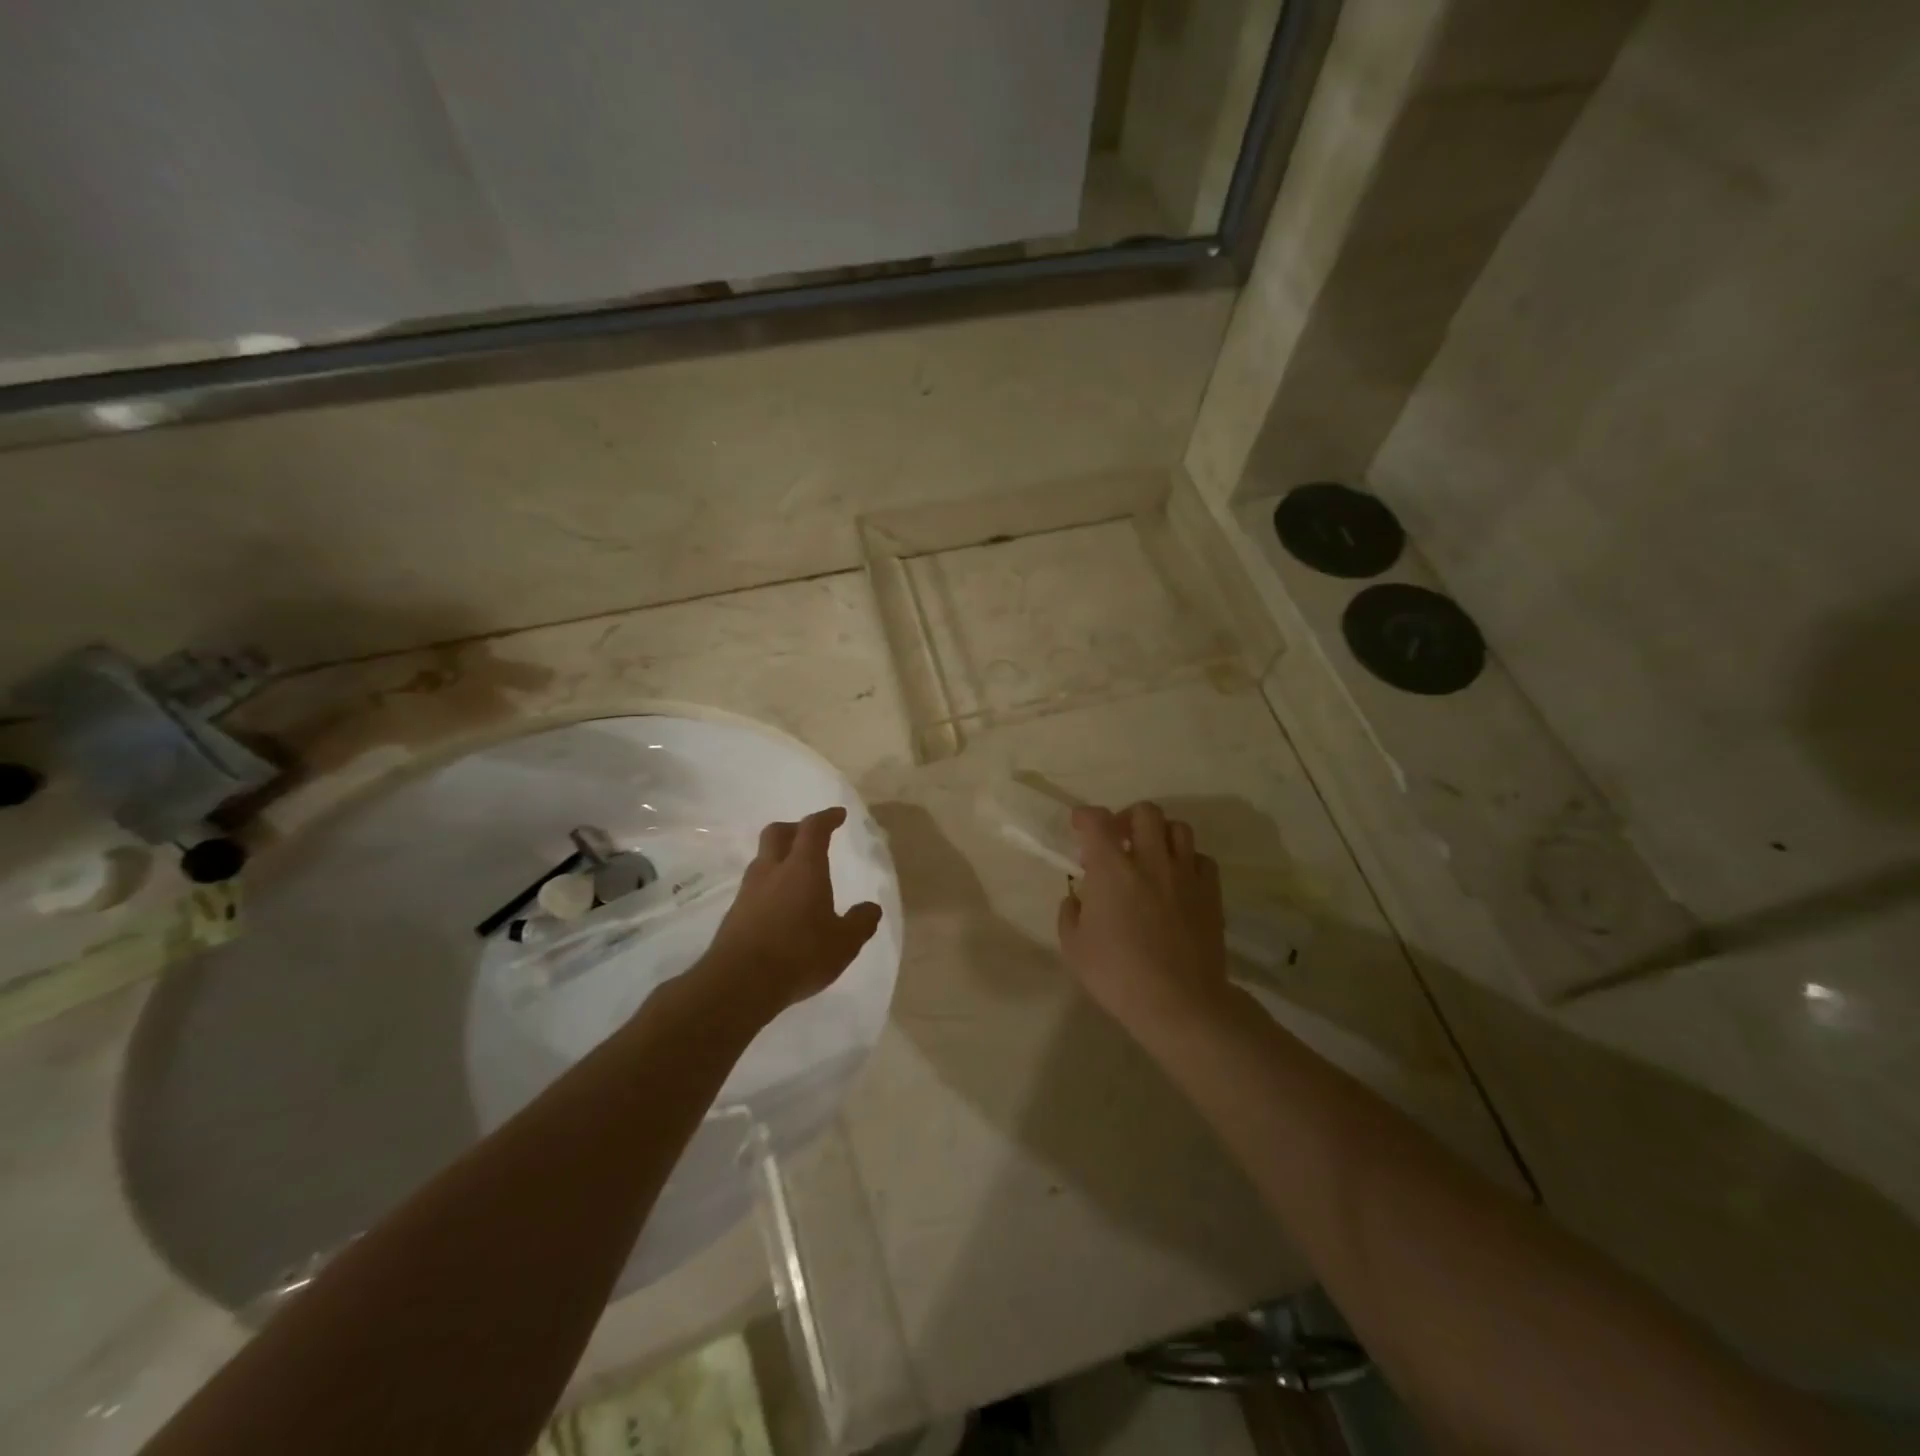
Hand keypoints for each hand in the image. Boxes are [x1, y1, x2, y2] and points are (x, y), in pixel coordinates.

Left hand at [697, 806, 882, 1022]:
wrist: (739, 984)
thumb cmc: (799, 955)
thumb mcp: (843, 943)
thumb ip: (860, 923)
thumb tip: (871, 908)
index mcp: (803, 868)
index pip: (813, 829)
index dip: (826, 818)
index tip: (838, 815)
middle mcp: (772, 871)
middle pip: (778, 833)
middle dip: (796, 828)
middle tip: (811, 837)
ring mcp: (748, 891)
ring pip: (762, 859)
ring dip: (779, 857)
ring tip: (796, 874)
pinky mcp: (734, 913)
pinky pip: (754, 886)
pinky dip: (769, 885)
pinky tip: (780, 906)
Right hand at [1057, 802, 1227, 1032]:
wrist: (1179, 1002)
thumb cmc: (1117, 975)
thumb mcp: (1074, 947)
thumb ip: (1070, 913)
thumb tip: (1077, 898)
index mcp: (1112, 869)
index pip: (1097, 821)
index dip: (1085, 816)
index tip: (1080, 825)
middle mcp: (1150, 860)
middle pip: (1145, 812)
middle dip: (1127, 818)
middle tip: (1119, 839)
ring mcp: (1185, 874)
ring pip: (1179, 828)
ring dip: (1160, 834)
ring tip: (1151, 855)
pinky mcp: (1210, 893)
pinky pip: (1202, 859)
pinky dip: (1188, 860)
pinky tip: (1178, 879)